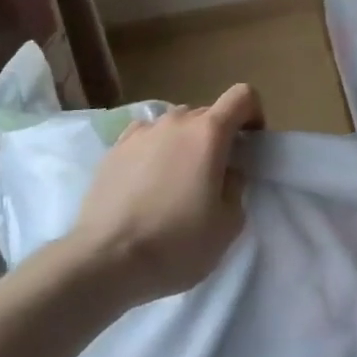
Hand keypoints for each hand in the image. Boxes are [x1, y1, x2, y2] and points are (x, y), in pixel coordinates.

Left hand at [63, 84, 261, 304]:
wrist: (104, 261)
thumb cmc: (176, 243)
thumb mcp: (228, 224)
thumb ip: (236, 186)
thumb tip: (226, 172)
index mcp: (209, 132)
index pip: (243, 95)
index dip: (253, 114)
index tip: (249, 144)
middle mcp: (175, 121)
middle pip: (207, 114)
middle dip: (217, 137)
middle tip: (213, 176)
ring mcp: (141, 132)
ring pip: (174, 126)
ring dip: (184, 144)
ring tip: (175, 183)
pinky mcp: (114, 149)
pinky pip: (146, 139)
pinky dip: (154, 152)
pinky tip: (146, 184)